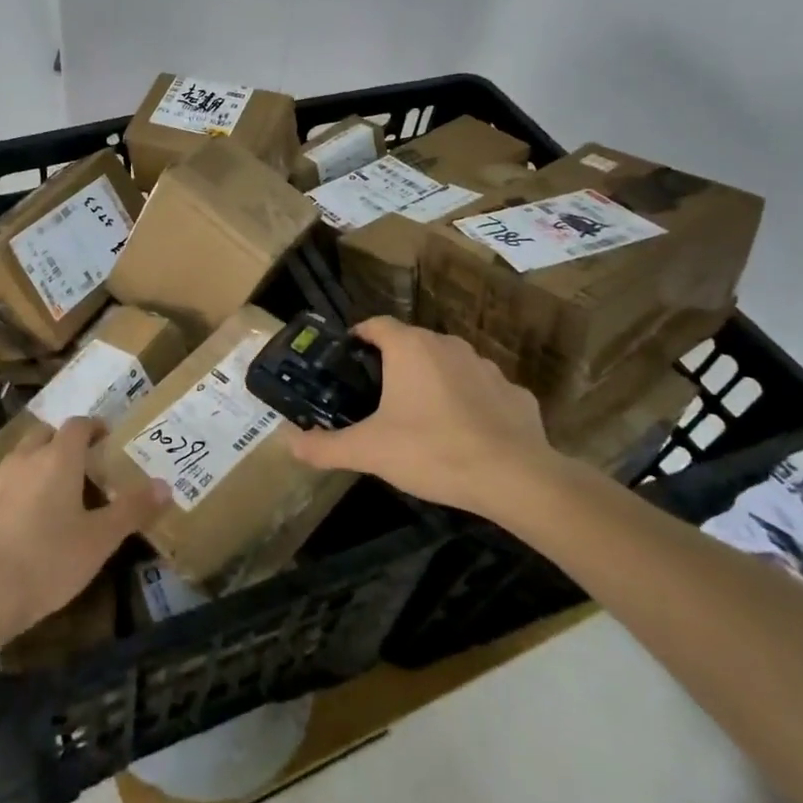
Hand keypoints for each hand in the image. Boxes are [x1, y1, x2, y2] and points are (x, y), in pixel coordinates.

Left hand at [0, 418, 168, 638]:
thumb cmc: (48, 561)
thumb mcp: (100, 540)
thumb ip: (132, 509)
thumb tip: (165, 486)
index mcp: (58, 459)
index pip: (78, 425)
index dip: (94, 427)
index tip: (106, 439)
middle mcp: (24, 458)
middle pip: (45, 435)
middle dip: (63, 443)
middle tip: (81, 467)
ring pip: (20, 459)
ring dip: (37, 466)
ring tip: (51, 497)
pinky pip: (0, 486)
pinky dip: (14, 492)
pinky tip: (19, 524)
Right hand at [283, 317, 563, 519]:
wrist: (515, 478)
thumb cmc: (432, 451)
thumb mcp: (369, 452)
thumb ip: (325, 446)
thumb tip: (287, 443)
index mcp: (410, 348)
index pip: (375, 324)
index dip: (357, 338)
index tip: (346, 362)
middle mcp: (448, 345)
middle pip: (411, 344)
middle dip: (393, 364)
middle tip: (376, 398)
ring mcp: (487, 367)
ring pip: (448, 365)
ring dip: (432, 382)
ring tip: (420, 418)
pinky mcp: (516, 393)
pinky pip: (481, 391)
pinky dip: (469, 404)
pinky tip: (465, 434)